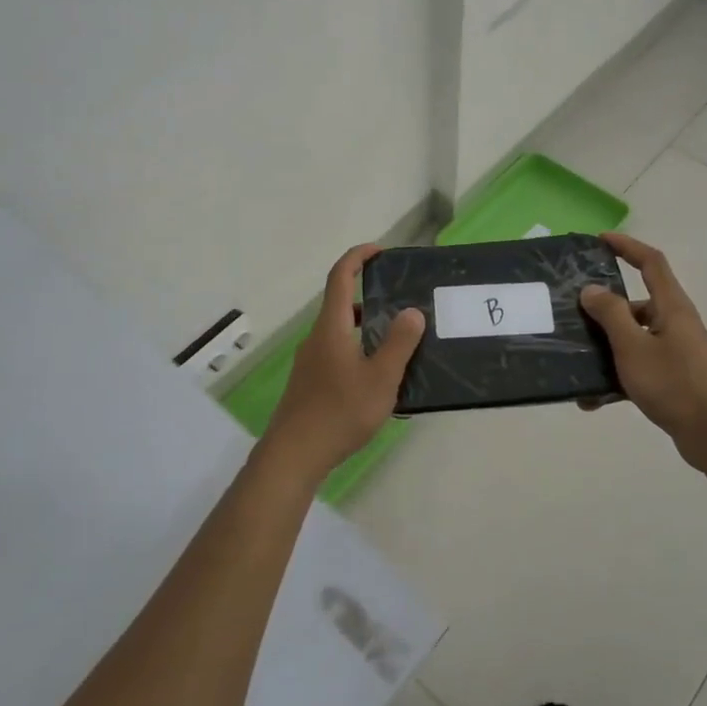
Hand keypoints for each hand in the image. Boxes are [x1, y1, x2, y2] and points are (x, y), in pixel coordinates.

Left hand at [263, 245, 425, 481]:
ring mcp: (310, 361)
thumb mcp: (381, 378)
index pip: (341, 277)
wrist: (294, 454)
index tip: (380, 251)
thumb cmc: (340, 412)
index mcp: (332, 327)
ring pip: (341, 332)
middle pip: (342, 304)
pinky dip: (359, 351)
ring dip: (367, 328)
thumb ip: (399, 343)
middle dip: (371, 297)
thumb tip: (412, 311)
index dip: (358, 257)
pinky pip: (338, 354)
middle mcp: (317, 338)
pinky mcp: (310, 383)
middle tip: (403, 303)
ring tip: (399, 342)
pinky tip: (380, 379)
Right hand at [579, 232, 706, 469]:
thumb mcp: (633, 346)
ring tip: (576, 363)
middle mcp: (676, 323)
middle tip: (574, 313)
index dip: (627, 246)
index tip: (600, 240)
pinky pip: (638, 367)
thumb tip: (592, 289)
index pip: (650, 262)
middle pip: (637, 303)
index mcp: (671, 307)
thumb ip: (610, 314)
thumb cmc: (674, 383)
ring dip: (606, 349)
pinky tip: (593, 400)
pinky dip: (616, 378)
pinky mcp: (673, 377)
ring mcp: (676, 351)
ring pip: (634, 339)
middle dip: (605, 308)